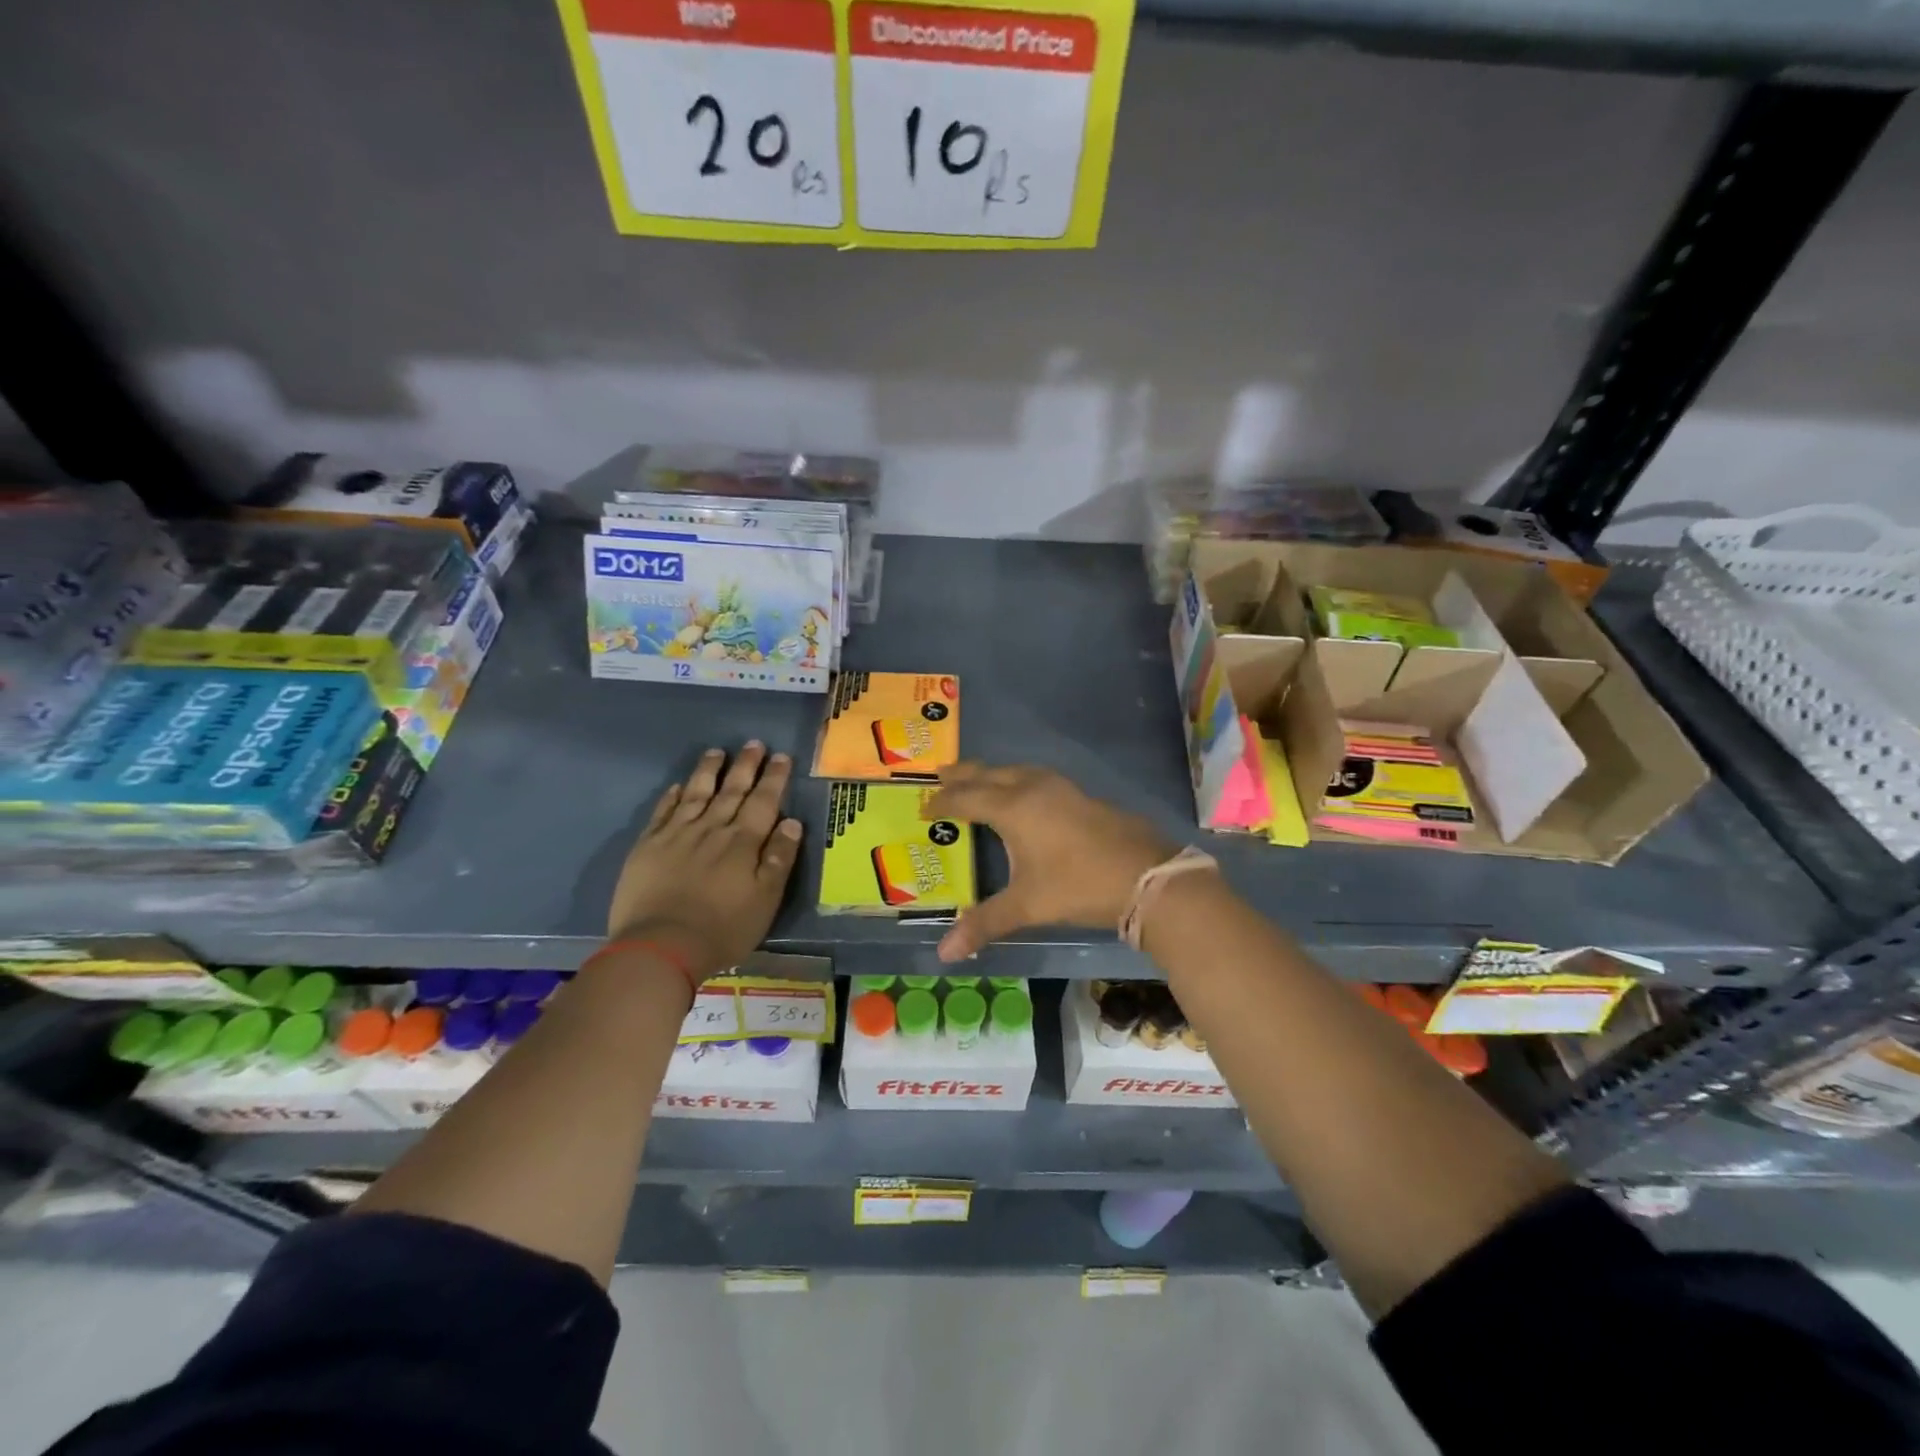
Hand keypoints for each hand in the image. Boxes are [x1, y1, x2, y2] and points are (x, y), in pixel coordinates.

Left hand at [607, 743, 802, 976]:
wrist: (660, 946)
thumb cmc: (723, 928)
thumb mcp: (765, 899)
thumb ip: (779, 859)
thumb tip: (792, 822)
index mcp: (743, 842)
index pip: (763, 801)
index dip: (773, 778)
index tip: (781, 757)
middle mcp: (712, 829)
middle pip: (731, 790)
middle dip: (745, 766)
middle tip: (754, 743)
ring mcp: (677, 834)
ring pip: (696, 793)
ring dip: (708, 771)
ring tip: (716, 752)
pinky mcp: (648, 846)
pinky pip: (663, 812)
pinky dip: (672, 797)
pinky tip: (677, 786)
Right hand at [923, 764, 1177, 961]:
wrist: (1146, 876)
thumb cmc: (1079, 885)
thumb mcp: (1027, 906)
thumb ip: (984, 924)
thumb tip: (943, 953)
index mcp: (1013, 807)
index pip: (966, 798)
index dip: (943, 802)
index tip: (923, 808)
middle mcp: (1033, 788)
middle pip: (989, 774)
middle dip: (963, 775)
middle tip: (940, 775)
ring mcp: (1061, 788)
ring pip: (1016, 771)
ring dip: (992, 774)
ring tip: (977, 781)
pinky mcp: (1081, 795)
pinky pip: (1036, 778)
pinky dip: (1017, 780)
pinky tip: (1024, 795)